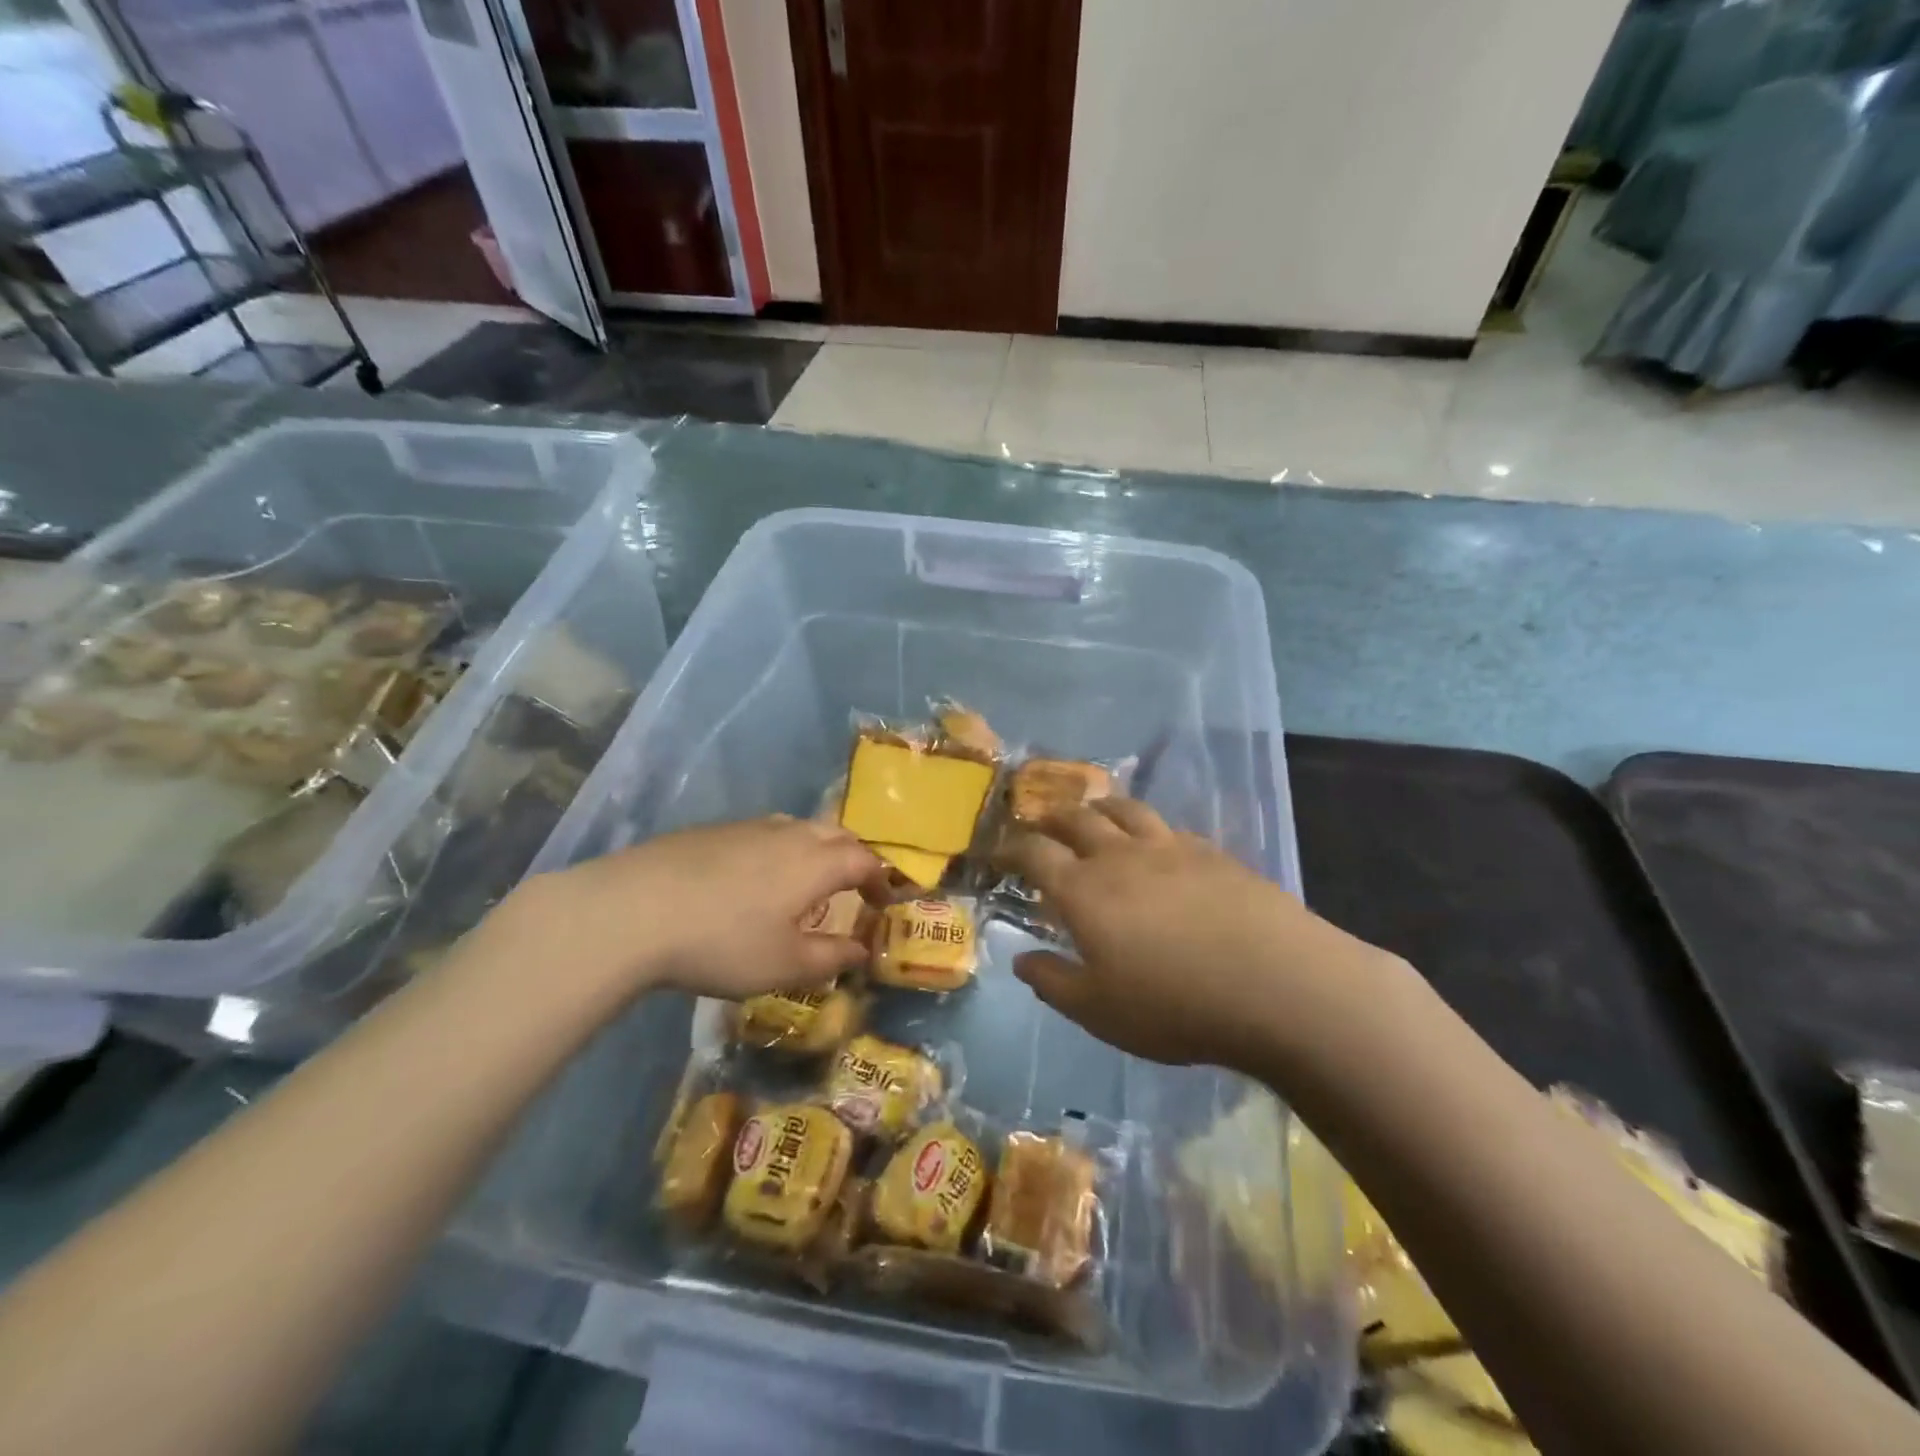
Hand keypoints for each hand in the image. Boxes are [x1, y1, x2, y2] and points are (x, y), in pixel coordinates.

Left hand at [497, 816, 890, 1012]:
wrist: (633, 910)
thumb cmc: (723, 942)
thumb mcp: (785, 965)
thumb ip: (831, 957)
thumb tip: (863, 950)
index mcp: (815, 862)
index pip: (864, 859)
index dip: (880, 879)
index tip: (883, 902)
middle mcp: (788, 834)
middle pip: (835, 833)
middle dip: (853, 856)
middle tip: (853, 886)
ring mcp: (747, 828)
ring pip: (797, 828)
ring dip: (815, 849)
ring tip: (805, 882)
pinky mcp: (711, 831)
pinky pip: (763, 833)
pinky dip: (778, 850)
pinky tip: (753, 879)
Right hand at [995, 799, 1390, 1071]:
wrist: (1276, 985)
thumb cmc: (1175, 1005)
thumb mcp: (1099, 1010)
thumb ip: (1053, 982)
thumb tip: (1020, 959)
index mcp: (1084, 891)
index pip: (1035, 853)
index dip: (1011, 848)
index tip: (998, 851)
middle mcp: (1120, 857)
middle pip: (1076, 819)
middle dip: (1051, 818)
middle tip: (1040, 824)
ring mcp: (1169, 848)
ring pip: (1124, 810)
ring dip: (1099, 808)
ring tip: (1092, 814)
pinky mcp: (1211, 852)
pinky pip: (1167, 827)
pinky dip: (1147, 827)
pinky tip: (1155, 843)